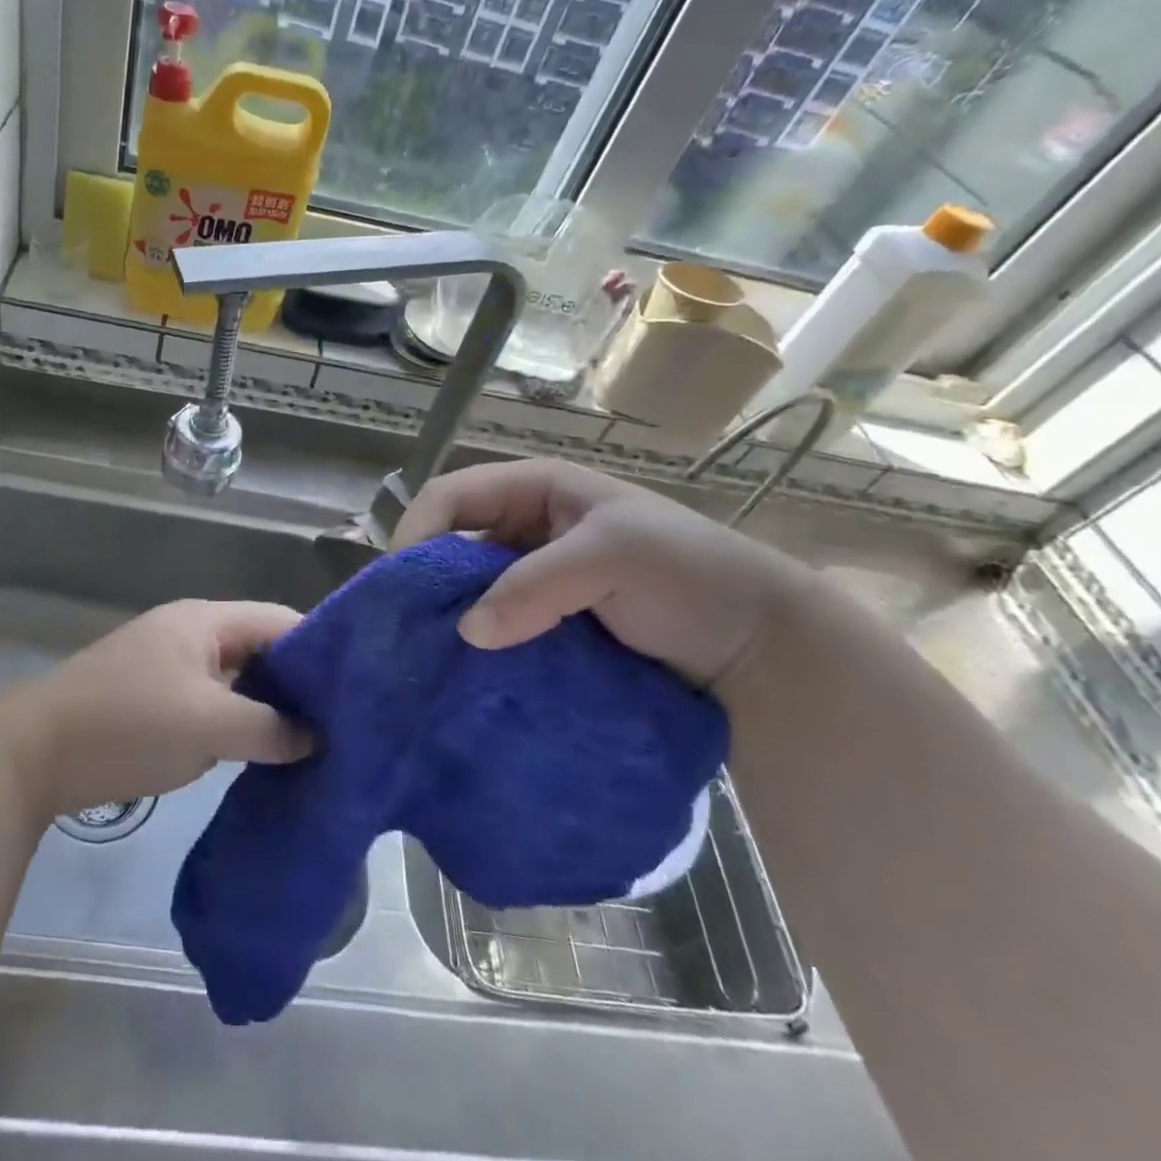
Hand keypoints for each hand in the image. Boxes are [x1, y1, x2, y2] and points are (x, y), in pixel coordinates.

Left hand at [0, 600, 312, 816]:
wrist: (33, 754)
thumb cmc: (127, 725)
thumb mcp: (208, 726)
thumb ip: (269, 728)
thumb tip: (317, 736)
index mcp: (206, 621)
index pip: (281, 621)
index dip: (321, 650)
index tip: (359, 688)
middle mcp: (192, 634)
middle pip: (261, 648)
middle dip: (299, 683)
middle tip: (342, 722)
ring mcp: (171, 666)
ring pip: (237, 679)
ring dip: (268, 706)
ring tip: (313, 741)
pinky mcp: (156, 699)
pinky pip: (213, 702)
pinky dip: (239, 722)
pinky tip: (263, 753)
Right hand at [393, 458, 814, 695]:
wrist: (761, 646)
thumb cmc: (688, 574)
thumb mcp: (611, 558)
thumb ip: (535, 586)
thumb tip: (466, 632)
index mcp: (536, 489)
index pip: (451, 495)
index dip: (417, 530)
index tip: (398, 585)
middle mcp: (527, 528)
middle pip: (452, 543)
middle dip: (425, 580)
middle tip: (405, 629)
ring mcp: (538, 578)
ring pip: (471, 590)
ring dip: (451, 618)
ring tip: (429, 657)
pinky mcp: (548, 623)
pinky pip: (498, 626)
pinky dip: (480, 646)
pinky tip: (469, 672)